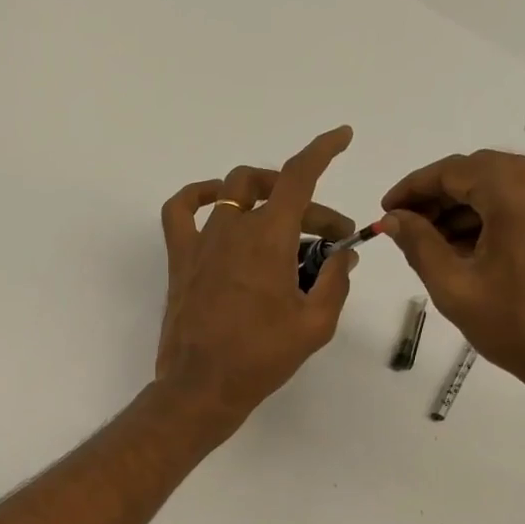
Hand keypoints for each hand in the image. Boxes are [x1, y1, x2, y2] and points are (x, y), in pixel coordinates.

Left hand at [155, 126, 360, 434]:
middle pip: (272, 190)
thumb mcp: (315, 324)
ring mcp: (202, 242)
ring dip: (262, 196)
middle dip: (308, 206)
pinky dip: (198, 195)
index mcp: (269, 238)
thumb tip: (344, 256)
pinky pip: (180, 211)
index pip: (298, 177)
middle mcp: (233, 228)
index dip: (323, 150)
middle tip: (328, 237)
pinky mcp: (180, 260)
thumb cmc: (261, 358)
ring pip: (232, 192)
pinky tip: (215, 201)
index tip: (341, 137)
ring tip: (281, 221)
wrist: (203, 386)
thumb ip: (336, 282)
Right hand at [382, 150, 524, 432]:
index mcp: (519, 191)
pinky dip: (493, 216)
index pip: (453, 170)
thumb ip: (418, 245)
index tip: (386, 211)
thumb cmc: (516, 325)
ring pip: (504, 186)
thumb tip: (392, 219)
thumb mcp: (455, 286)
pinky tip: (469, 248)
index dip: (413, 188)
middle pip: (481, 172)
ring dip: (465, 208)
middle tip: (404, 229)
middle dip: (438, 197)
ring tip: (432, 244)